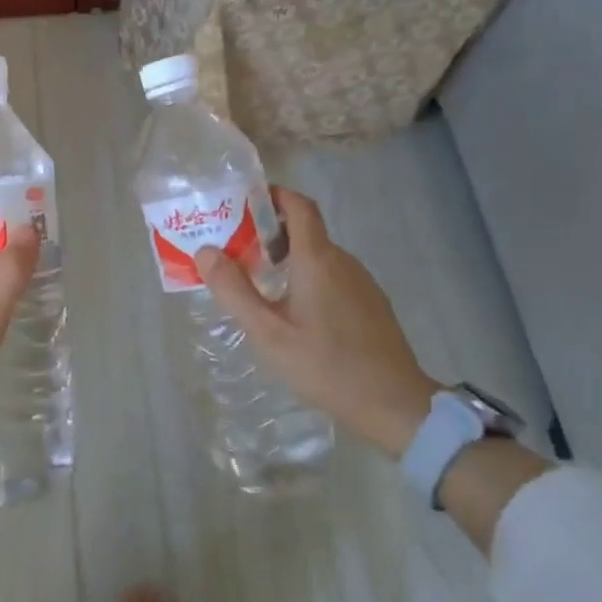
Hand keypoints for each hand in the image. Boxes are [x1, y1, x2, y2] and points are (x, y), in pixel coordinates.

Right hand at [196, 187, 439, 458]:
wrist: (395, 406)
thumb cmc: (326, 365)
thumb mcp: (268, 333)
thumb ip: (234, 290)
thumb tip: (206, 251)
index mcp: (317, 259)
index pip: (299, 205)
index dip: (273, 195)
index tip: (243, 204)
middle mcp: (343, 261)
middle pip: (305, 230)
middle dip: (269, 232)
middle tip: (236, 251)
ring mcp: (362, 283)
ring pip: (319, 256)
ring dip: (288, 259)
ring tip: (257, 284)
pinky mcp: (371, 305)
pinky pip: (333, 277)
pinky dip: (308, 279)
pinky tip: (293, 313)